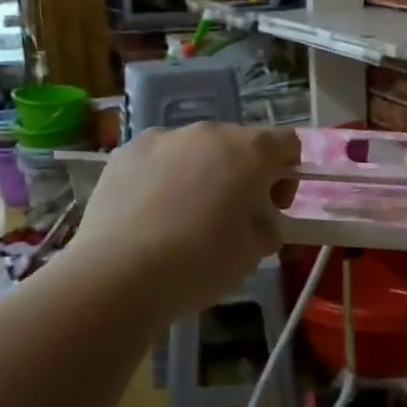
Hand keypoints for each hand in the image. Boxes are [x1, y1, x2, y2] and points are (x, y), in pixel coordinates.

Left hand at [68, 124, 300, 319]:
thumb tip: (260, 221)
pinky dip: (163, 177)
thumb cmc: (201, 262)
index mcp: (250, 151)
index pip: (287, 142)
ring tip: (184, 216)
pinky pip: (158, 157)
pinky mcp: (125, 151)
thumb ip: (267, 227)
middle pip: (238, 143)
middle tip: (231, 216)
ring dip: (201, 172)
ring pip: (195, 148)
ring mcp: (163, 137)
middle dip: (242, 173)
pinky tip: (151, 214)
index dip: (287, 173)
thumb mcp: (254, 253)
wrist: (119, 274)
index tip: (273, 207)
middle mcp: (209, 132)